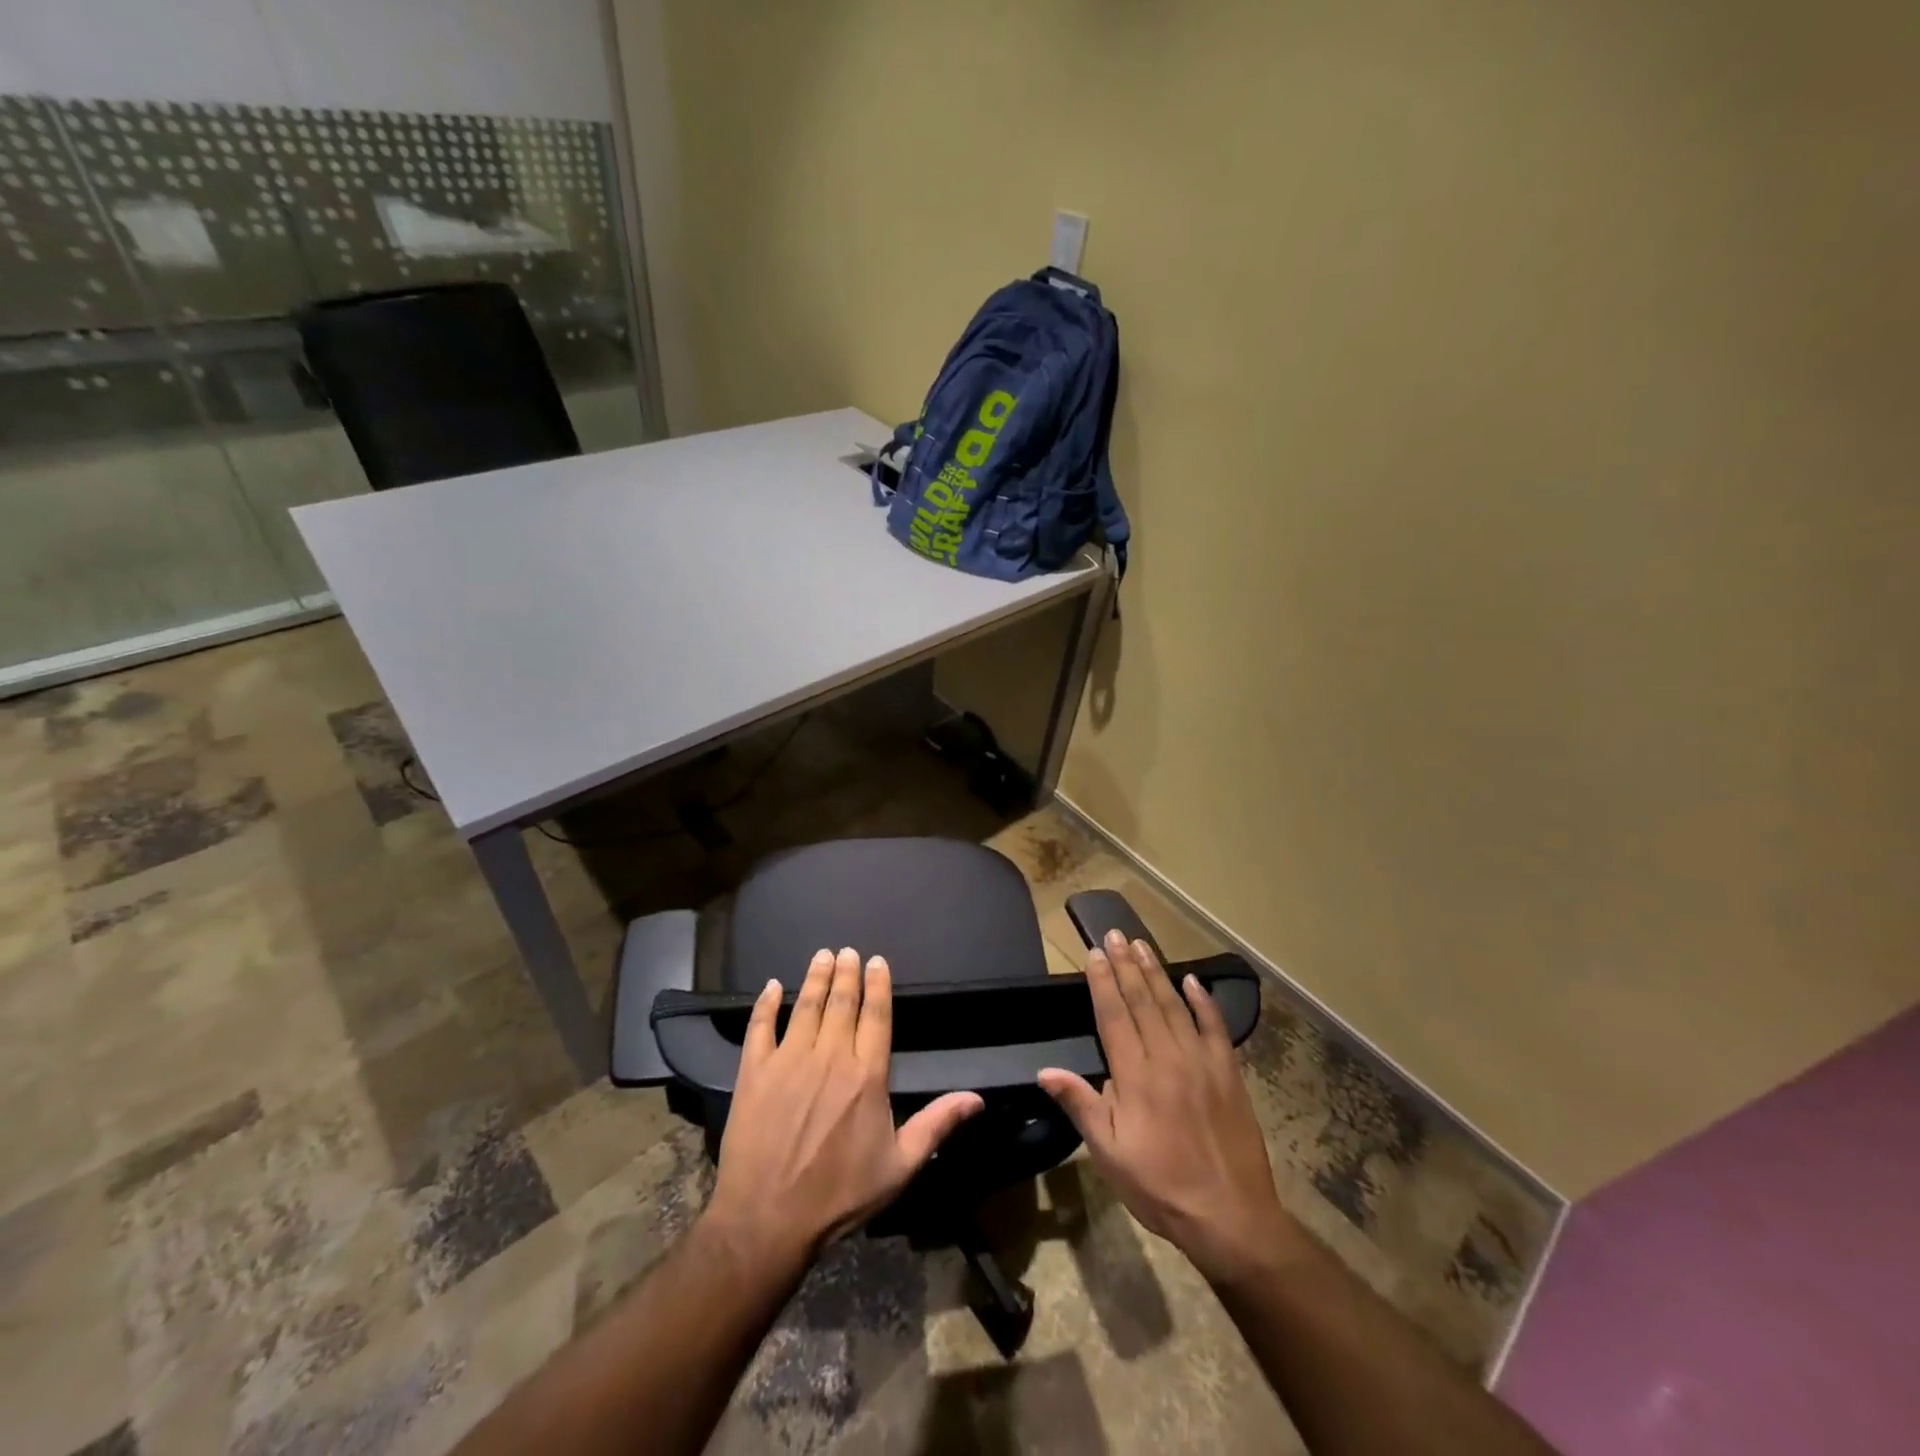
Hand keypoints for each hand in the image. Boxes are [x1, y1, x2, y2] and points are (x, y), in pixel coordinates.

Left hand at [705, 947, 983, 1266]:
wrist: (768, 1220)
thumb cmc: (840, 1195)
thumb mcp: (900, 1166)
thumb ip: (937, 1124)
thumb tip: (977, 1098)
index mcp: (866, 1074)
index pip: (876, 1015)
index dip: (878, 985)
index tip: (877, 961)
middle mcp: (829, 1056)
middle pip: (841, 1002)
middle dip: (846, 972)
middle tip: (847, 950)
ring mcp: (788, 1060)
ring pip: (805, 1006)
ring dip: (814, 978)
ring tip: (821, 955)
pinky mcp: (753, 1072)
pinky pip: (759, 1027)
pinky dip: (765, 1003)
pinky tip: (770, 987)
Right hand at [1039, 931, 1294, 1286]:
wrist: (1231, 1217)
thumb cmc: (1160, 1186)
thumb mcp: (1109, 1154)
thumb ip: (1080, 1105)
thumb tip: (1045, 1070)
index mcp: (1135, 1076)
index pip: (1113, 1016)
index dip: (1102, 982)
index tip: (1094, 953)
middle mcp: (1167, 1058)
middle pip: (1142, 1001)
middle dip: (1126, 965)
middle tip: (1115, 934)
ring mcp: (1201, 1062)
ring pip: (1174, 1006)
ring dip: (1156, 973)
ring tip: (1142, 945)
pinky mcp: (1228, 1073)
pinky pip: (1215, 1027)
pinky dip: (1204, 1001)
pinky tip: (1192, 980)